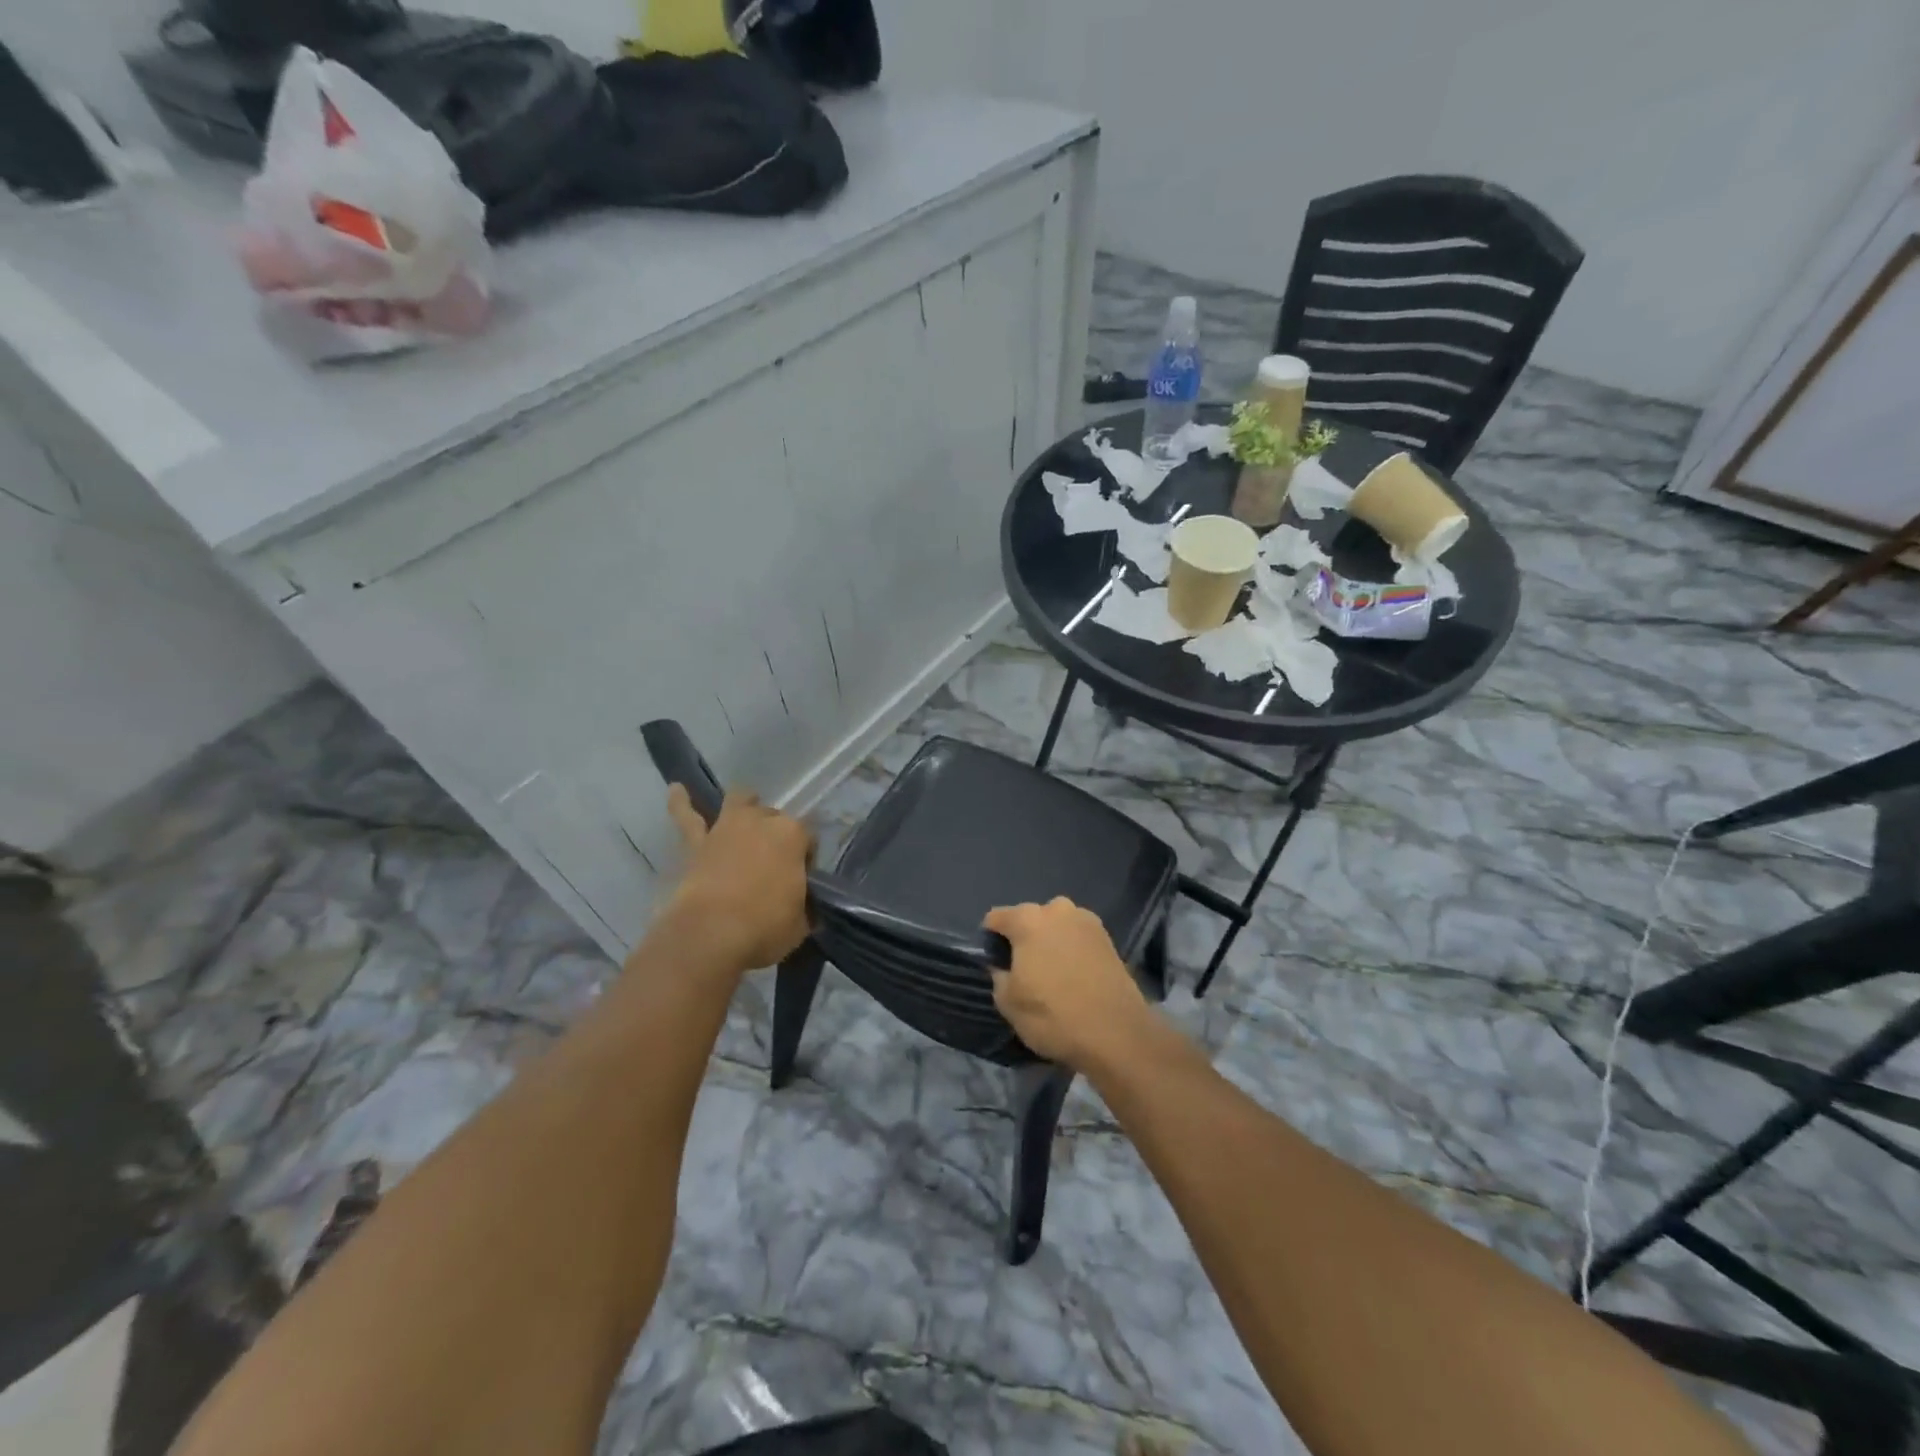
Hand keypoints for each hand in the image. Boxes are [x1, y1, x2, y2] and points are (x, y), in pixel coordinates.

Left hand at [662, 786, 812, 970]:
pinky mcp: (696, 843)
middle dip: (776, 834)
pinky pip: (686, 817)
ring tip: (747, 805)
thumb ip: (803, 908)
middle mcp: (761, 822)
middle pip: (775, 818)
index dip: (806, 858)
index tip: (802, 880)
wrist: (710, 935)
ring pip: (739, 802)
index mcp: (793, 836)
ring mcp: (727, 828)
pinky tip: (676, 789)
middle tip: (774, 862)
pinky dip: (680, 803)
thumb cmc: (764, 927)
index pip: (808, 839)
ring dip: (744, 803)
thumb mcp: (800, 924)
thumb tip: (801, 909)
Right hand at [985, 898, 1155, 1069]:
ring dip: (1051, 941)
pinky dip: (1072, 950)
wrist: (1117, 1034)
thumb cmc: (1053, 1015)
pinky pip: (1079, 938)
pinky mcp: (1109, 938)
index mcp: (1028, 920)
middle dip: (1024, 937)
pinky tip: (1074, 976)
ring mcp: (1087, 921)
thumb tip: (1002, 966)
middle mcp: (1058, 910)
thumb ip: (998, 976)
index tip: (994, 962)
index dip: (990, 939)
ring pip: (1058, 925)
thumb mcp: (1009, 1003)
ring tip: (1052, 972)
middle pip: (1030, 917)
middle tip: (1024, 968)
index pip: (996, 917)